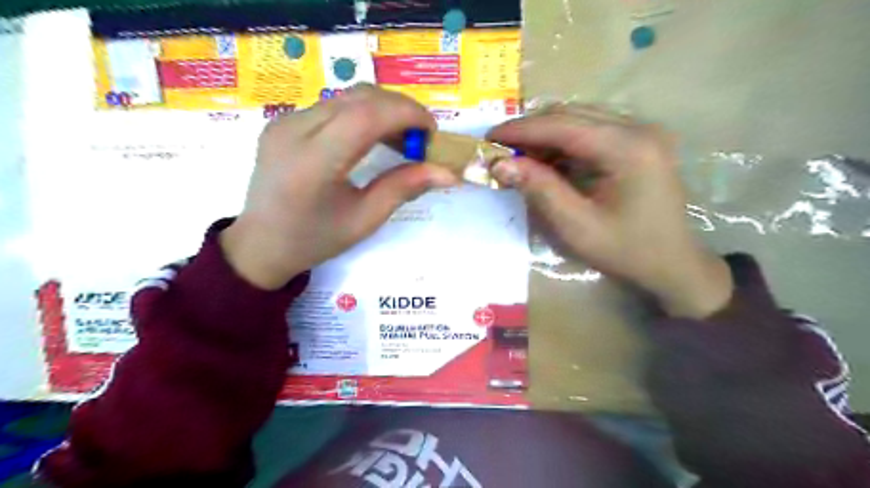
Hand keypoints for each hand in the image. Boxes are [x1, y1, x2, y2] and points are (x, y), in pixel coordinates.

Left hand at [222, 85, 457, 287]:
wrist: (260, 244)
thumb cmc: (315, 240)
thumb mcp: (364, 220)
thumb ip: (404, 187)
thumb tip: (448, 172)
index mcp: (313, 163)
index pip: (366, 115)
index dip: (407, 114)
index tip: (432, 132)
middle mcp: (293, 130)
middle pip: (358, 97)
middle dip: (400, 109)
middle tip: (421, 138)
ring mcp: (284, 122)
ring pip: (346, 97)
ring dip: (382, 110)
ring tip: (401, 141)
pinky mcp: (282, 121)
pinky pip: (332, 106)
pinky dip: (362, 115)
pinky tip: (372, 139)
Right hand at [486, 103, 728, 317]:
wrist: (672, 264)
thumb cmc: (626, 251)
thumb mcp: (576, 226)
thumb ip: (539, 190)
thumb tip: (499, 164)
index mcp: (629, 148)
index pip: (563, 125)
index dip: (522, 129)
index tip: (489, 137)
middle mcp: (639, 128)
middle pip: (572, 114)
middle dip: (531, 130)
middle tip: (499, 148)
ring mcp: (642, 131)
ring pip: (580, 119)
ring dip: (545, 134)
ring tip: (518, 155)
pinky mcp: (639, 141)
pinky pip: (591, 130)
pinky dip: (563, 142)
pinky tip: (547, 159)